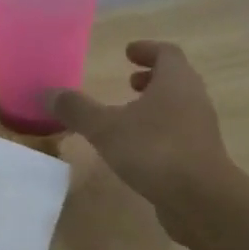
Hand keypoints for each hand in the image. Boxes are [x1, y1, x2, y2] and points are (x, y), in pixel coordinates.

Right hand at [47, 40, 232, 238]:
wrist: (201, 199)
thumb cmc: (154, 150)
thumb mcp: (106, 128)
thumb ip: (77, 109)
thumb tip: (47, 92)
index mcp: (176, 81)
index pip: (167, 52)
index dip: (147, 50)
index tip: (127, 52)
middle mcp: (194, 99)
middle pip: (176, 78)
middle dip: (151, 77)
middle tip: (129, 81)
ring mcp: (201, 129)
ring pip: (179, 106)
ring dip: (156, 105)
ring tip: (129, 116)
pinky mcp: (201, 156)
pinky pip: (180, 132)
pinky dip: (160, 130)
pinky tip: (138, 149)